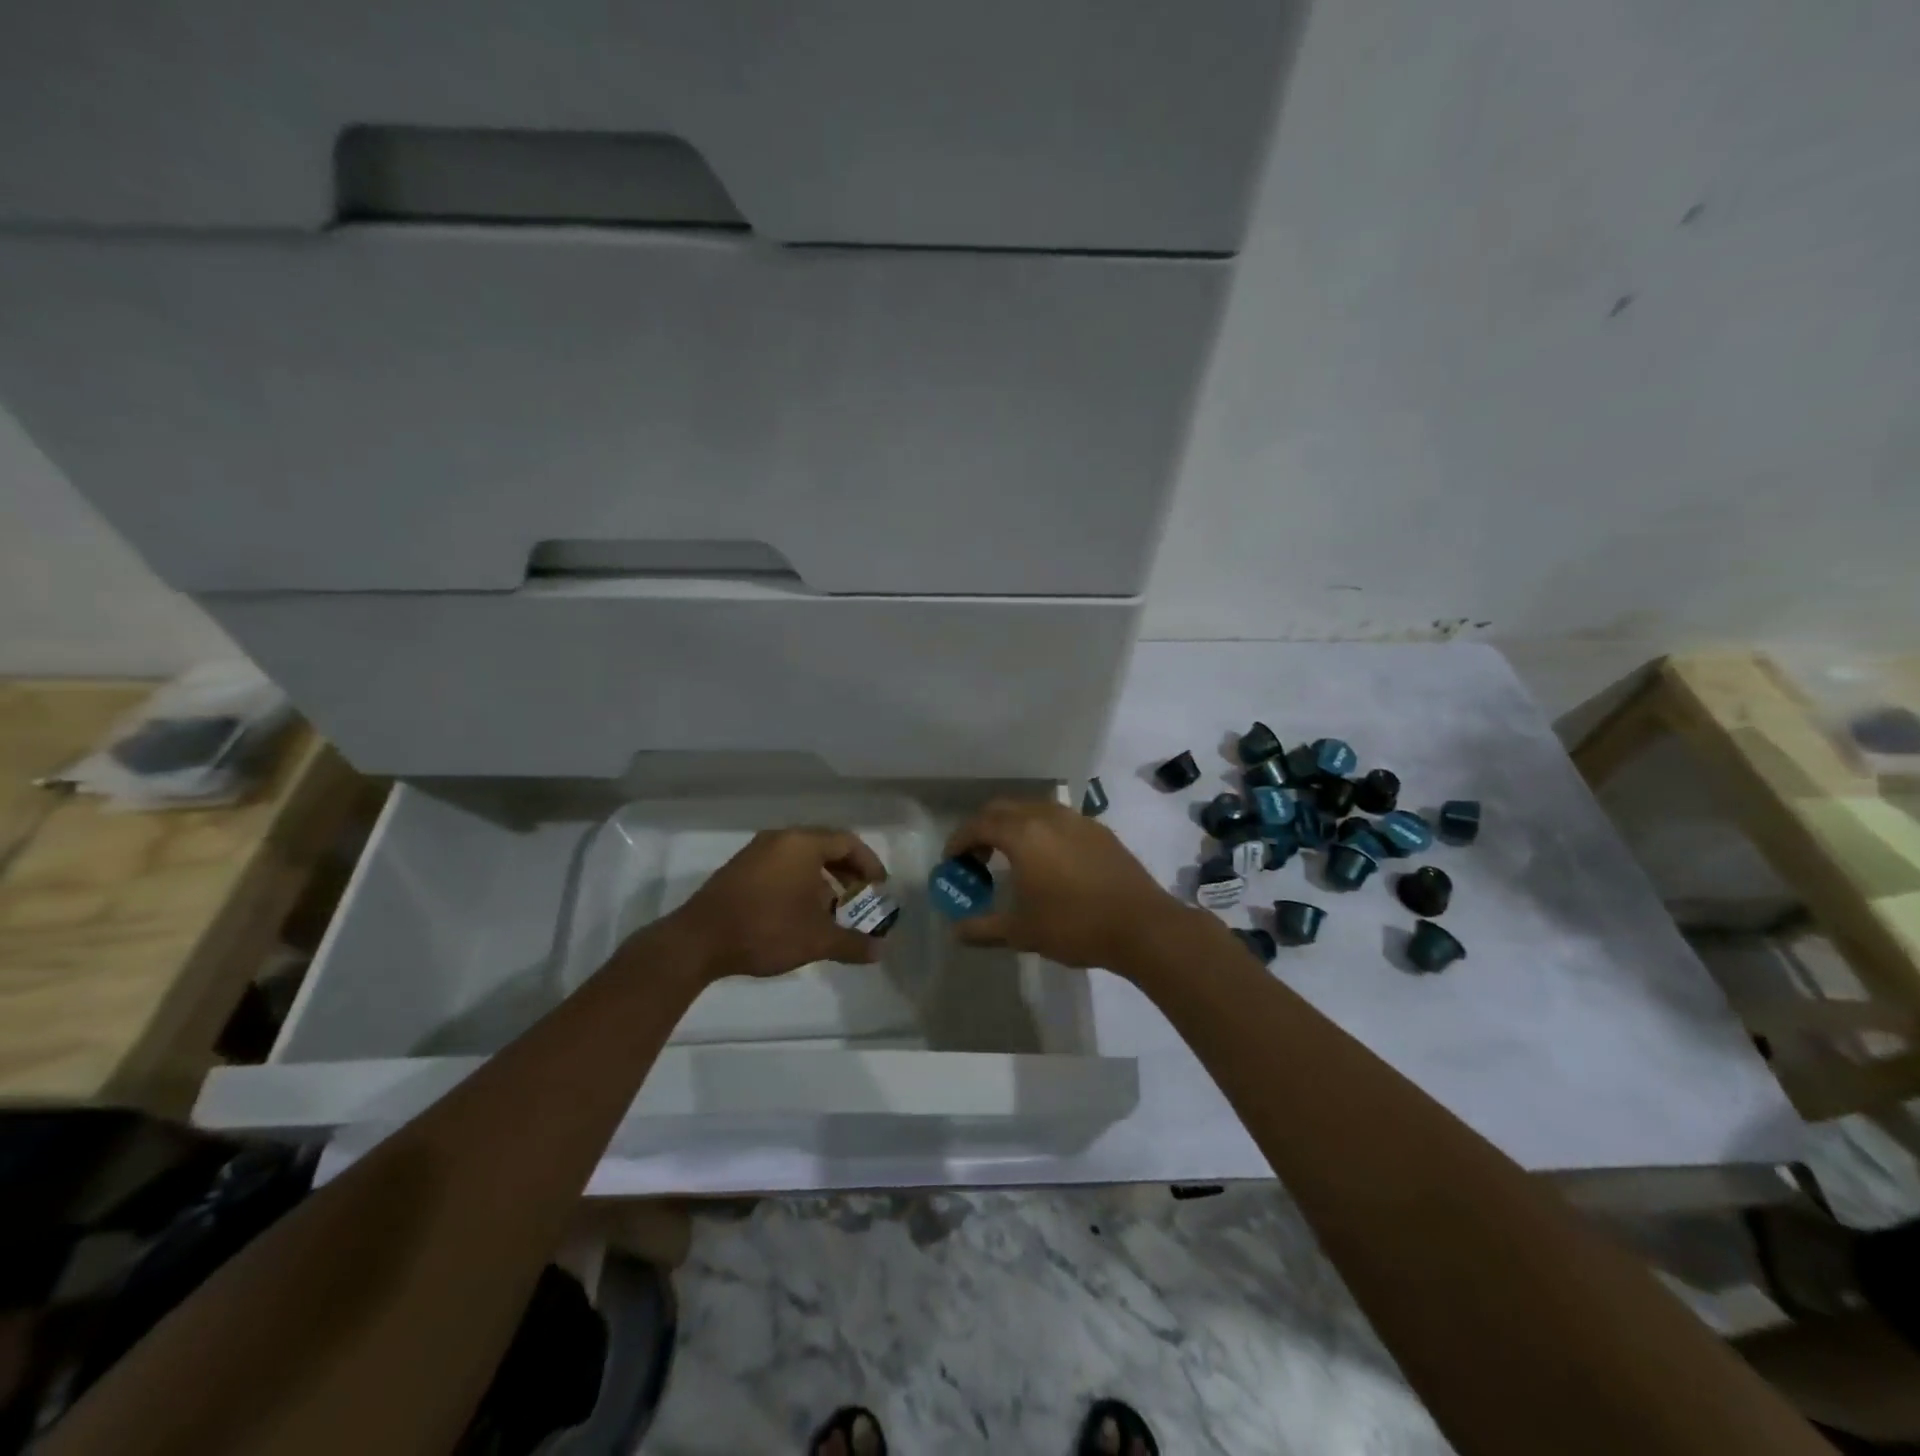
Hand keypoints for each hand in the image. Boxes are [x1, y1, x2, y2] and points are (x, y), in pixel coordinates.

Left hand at [665, 828, 887, 981]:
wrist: (698, 940)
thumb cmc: (766, 929)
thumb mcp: (816, 939)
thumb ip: (852, 943)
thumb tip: (879, 952)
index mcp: (803, 844)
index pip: (847, 842)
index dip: (869, 864)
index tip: (879, 887)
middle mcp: (780, 839)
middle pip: (825, 846)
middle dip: (847, 872)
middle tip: (860, 897)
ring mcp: (756, 852)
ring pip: (801, 857)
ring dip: (823, 878)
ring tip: (832, 908)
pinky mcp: (739, 868)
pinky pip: (781, 865)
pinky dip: (799, 881)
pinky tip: (799, 912)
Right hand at [943, 798, 1181, 969]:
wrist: (1142, 926)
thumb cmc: (1074, 926)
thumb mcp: (1022, 932)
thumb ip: (983, 928)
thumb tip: (956, 932)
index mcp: (1023, 834)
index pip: (979, 825)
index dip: (959, 841)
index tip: (951, 861)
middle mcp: (1048, 816)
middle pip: (1003, 808)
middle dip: (983, 828)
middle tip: (977, 858)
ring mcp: (1077, 820)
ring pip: (1034, 809)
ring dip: (1013, 827)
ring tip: (1010, 858)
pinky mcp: (1100, 831)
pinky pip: (1059, 820)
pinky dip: (1041, 831)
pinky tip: (1048, 861)